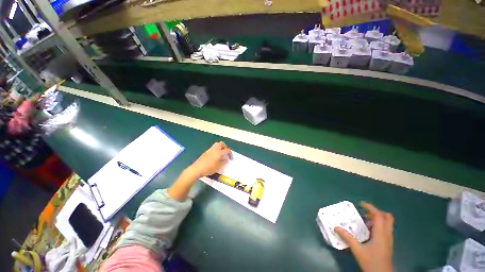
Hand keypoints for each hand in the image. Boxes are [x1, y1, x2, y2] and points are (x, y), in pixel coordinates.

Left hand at [187, 141, 231, 178]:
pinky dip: (216, 150)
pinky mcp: (206, 152)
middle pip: (221, 144)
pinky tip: (216, 156)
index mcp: (219, 152)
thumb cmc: (208, 168)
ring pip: (217, 145)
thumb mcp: (218, 167)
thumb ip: (223, 162)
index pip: (227, 150)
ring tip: (221, 154)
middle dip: (225, 147)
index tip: (231, 158)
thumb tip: (226, 159)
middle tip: (226, 153)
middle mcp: (214, 149)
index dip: (230, 154)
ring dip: (220, 148)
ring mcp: (209, 150)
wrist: (196, 169)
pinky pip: (213, 148)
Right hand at [334, 202, 393, 271]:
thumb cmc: (371, 262)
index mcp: (381, 234)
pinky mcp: (387, 243)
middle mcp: (387, 235)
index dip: (371, 207)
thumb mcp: (357, 250)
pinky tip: (367, 231)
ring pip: (386, 223)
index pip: (379, 216)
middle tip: (364, 212)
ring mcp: (388, 239)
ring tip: (363, 221)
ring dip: (376, 219)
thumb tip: (335, 227)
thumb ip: (347, 238)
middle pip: (387, 217)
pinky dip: (377, 225)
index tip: (360, 204)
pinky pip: (384, 229)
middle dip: (376, 212)